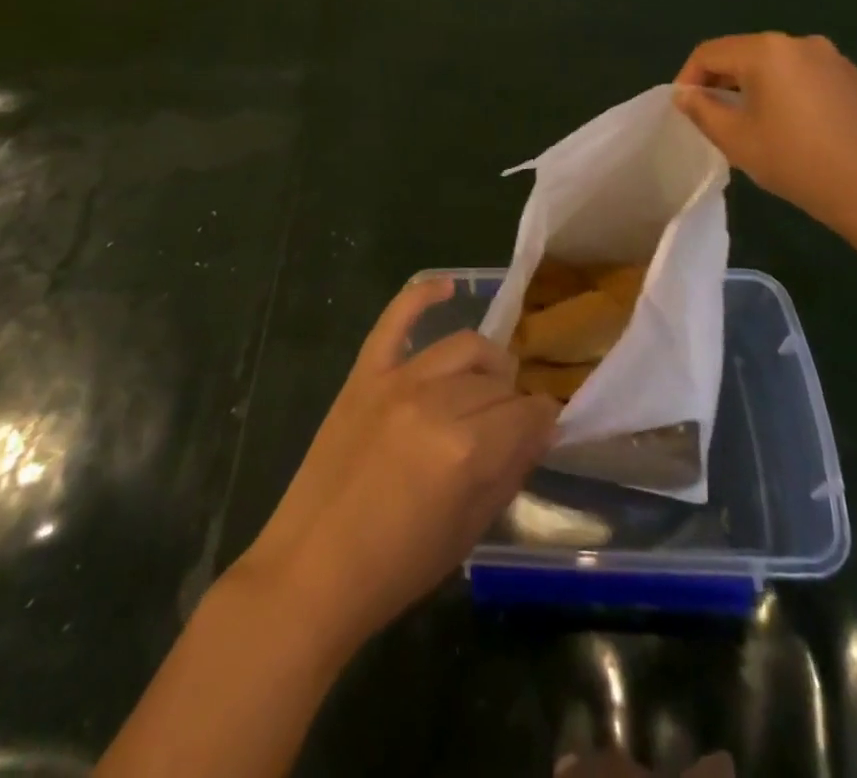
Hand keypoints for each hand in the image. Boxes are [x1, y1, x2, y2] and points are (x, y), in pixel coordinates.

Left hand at [236, 279, 558, 652]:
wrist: (312, 570)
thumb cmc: (397, 567)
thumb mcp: (468, 530)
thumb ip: (509, 471)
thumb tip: (541, 430)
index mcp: (466, 450)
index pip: (527, 414)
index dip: (543, 420)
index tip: (544, 428)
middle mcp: (435, 403)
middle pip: (497, 382)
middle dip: (515, 401)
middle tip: (510, 424)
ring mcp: (396, 381)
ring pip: (462, 347)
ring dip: (487, 363)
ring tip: (488, 384)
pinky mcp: (364, 373)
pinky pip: (395, 319)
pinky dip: (421, 294)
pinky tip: (447, 286)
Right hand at [674, 33, 856, 235]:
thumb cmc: (793, 160)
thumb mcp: (734, 138)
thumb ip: (701, 109)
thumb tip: (684, 94)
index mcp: (766, 51)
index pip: (709, 53)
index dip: (688, 78)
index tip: (684, 108)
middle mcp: (802, 43)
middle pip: (746, 53)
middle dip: (723, 80)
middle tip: (714, 115)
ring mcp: (836, 60)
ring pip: (780, 65)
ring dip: (758, 86)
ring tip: (755, 121)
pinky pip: (811, 78)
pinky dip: (793, 93)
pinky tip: (798, 127)